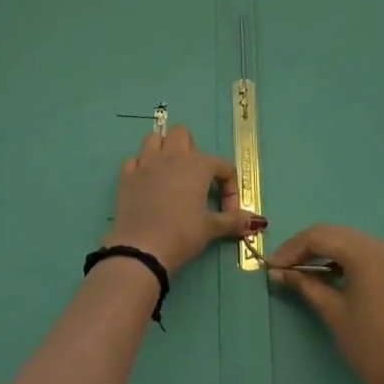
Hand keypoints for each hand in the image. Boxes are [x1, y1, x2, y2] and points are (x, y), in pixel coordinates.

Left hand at [103, 125, 264, 275]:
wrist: (142, 248)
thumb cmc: (182, 234)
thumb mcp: (211, 228)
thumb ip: (234, 220)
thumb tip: (257, 221)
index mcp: (197, 165)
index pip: (222, 165)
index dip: (230, 188)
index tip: (228, 212)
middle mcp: (172, 156)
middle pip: (183, 134)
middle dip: (191, 151)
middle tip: (195, 180)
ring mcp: (146, 163)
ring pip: (155, 139)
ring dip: (163, 150)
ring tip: (170, 174)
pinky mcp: (126, 175)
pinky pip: (134, 160)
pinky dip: (141, 167)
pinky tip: (146, 184)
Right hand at [267, 224, 383, 383]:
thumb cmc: (370, 347)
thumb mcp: (333, 312)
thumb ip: (305, 285)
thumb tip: (277, 271)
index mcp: (364, 252)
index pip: (318, 237)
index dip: (291, 249)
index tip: (271, 265)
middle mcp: (379, 244)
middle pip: (332, 234)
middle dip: (304, 247)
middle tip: (281, 267)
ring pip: (346, 241)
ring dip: (321, 251)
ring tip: (299, 272)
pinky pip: (361, 252)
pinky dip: (340, 258)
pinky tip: (325, 274)